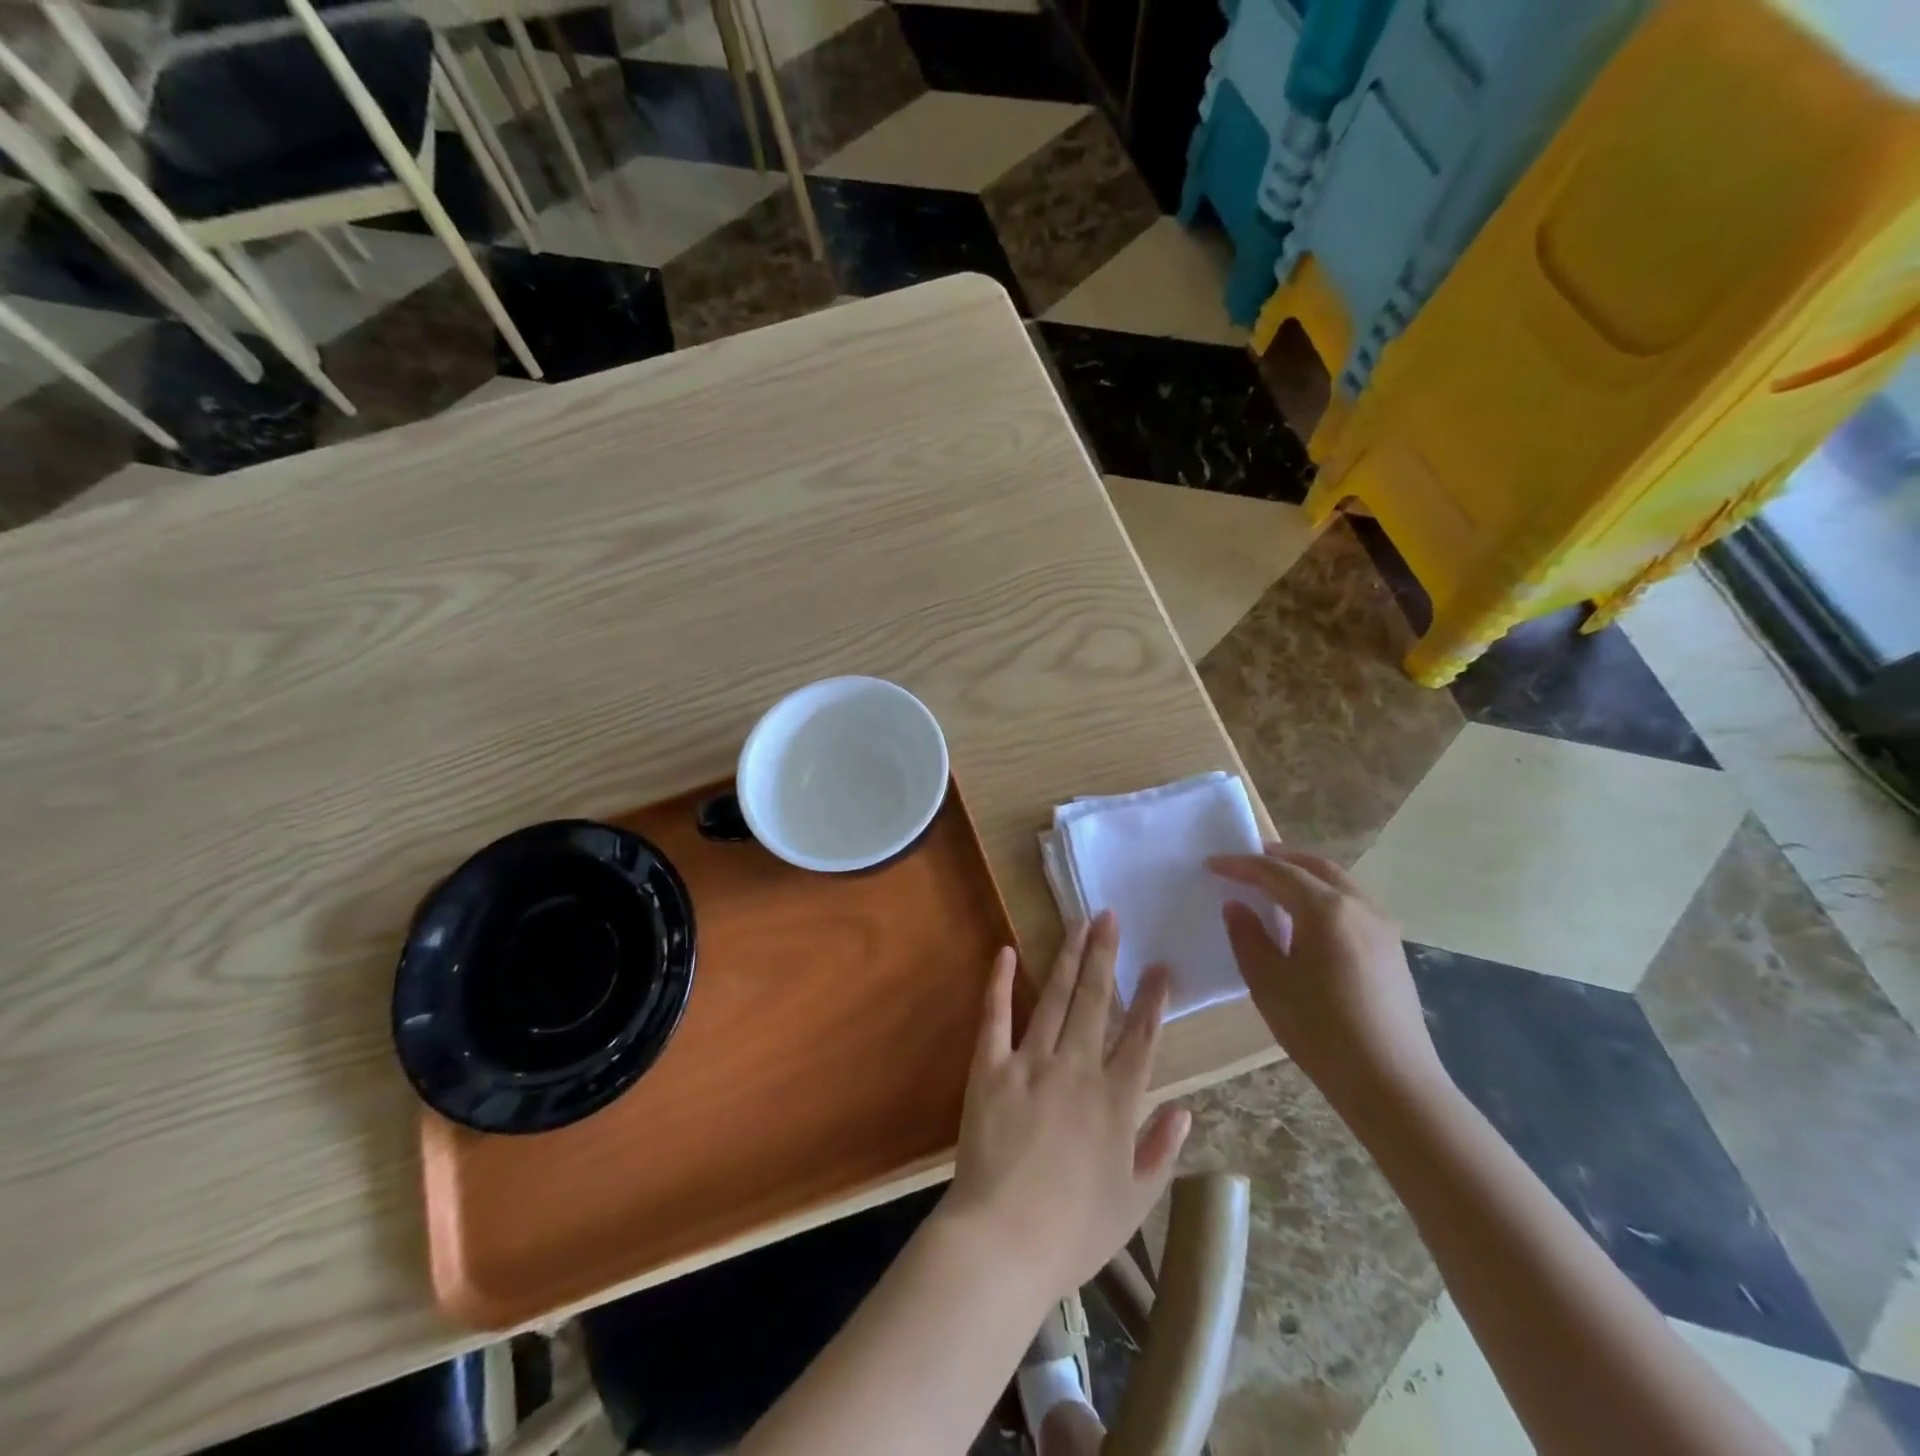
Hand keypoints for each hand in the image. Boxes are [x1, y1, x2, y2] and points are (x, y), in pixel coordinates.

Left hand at [939, 912, 1190, 1291]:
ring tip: (1079, 923)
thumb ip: (1161, 1151)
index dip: (1153, 1000)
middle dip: (1105, 955)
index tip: (1160, 965)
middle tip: (1110, 915)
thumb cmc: (1074, 1231)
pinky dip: (1000, 983)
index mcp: (1116, 1101)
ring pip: (1056, 999)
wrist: (1003, 1242)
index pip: (1141, 1038)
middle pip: (1096, 1002)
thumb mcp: (1134, 1201)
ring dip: (1068, 958)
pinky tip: (1007, 952)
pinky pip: (995, 1017)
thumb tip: (1185, 1109)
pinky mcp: (990, 1068)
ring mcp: (1031, 1064)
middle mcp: (1077, 1069)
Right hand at [1209, 845, 1447, 1121]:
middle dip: (1278, 858)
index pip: (1276, 872)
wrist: (1392, 1084)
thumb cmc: (1321, 1032)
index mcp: (1326, 910)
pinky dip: (1322, 896)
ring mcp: (1381, 927)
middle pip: (1314, 866)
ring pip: (1337, 883)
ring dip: (1303, 875)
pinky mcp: (1391, 950)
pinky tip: (1306, 919)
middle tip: (1246, 860)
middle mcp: (1359, 907)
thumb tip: (1237, 907)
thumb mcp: (1268, 984)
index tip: (1212, 863)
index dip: (1241, 865)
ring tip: (1273, 885)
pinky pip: (1351, 904)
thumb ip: (1248, 938)